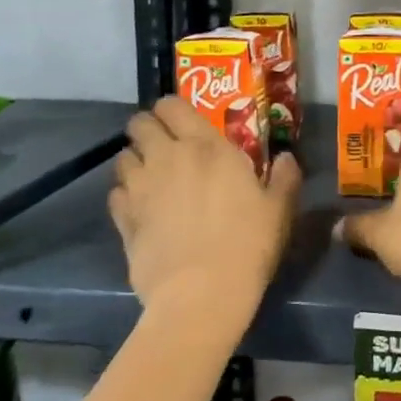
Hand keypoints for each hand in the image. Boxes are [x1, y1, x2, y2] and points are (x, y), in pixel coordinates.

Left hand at [109, 96, 301, 323]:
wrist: (202, 295)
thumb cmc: (248, 244)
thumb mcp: (280, 209)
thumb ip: (285, 177)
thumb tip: (286, 158)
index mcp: (207, 147)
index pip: (173, 105)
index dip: (172, 108)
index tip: (182, 121)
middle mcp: (167, 158)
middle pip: (139, 124)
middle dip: (147, 129)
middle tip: (164, 146)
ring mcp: (141, 189)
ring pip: (122, 158)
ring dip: (135, 162)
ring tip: (151, 177)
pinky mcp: (124, 221)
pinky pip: (115, 195)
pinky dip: (124, 196)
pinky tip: (140, 209)